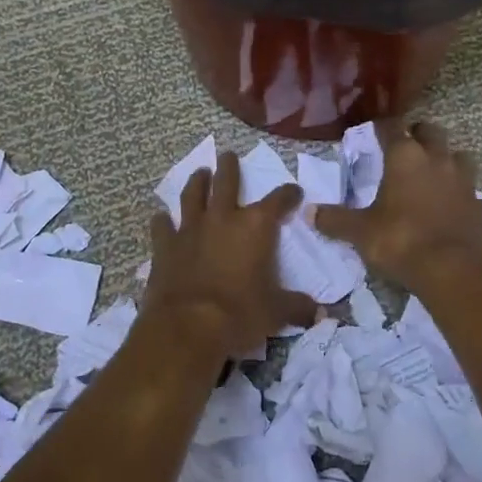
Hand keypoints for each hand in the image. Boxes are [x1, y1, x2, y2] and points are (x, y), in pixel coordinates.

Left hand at [141, 151, 315, 364]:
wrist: (187, 326)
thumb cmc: (240, 314)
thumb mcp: (276, 312)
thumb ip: (298, 307)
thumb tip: (320, 312)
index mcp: (256, 227)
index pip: (278, 200)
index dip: (288, 194)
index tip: (294, 192)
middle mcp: (223, 218)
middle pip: (227, 182)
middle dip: (229, 167)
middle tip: (228, 155)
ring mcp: (190, 229)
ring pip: (192, 195)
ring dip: (197, 182)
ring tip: (199, 173)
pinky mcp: (165, 246)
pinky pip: (162, 226)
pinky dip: (162, 221)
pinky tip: (161, 217)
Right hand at [313, 121, 481, 288]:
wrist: (451, 272)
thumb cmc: (400, 241)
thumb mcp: (360, 232)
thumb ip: (335, 220)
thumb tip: (308, 212)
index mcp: (405, 158)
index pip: (393, 127)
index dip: (382, 126)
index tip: (374, 130)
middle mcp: (438, 161)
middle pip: (432, 132)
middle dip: (419, 134)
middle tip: (407, 145)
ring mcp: (465, 184)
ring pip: (461, 158)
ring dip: (449, 161)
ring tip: (436, 173)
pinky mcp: (481, 209)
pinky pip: (475, 197)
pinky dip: (466, 200)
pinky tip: (457, 210)